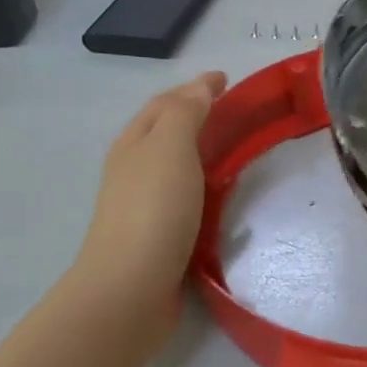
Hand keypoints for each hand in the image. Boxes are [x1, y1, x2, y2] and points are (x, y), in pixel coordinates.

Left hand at [67, 73, 225, 345]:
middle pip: (166, 132)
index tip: (226, 79)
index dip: (195, 87)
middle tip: (236, 112)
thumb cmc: (153, 210)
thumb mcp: (170, 148)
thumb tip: (200, 86)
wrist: (131, 287)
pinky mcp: (159, 236)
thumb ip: (186, 113)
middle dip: (196, 116)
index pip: (166, 102)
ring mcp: (144, 204)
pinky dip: (204, 188)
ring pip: (176, 167)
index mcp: (135, 142)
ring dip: (201, 152)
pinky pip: (186, 199)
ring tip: (235, 151)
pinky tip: (223, 198)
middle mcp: (134, 169)